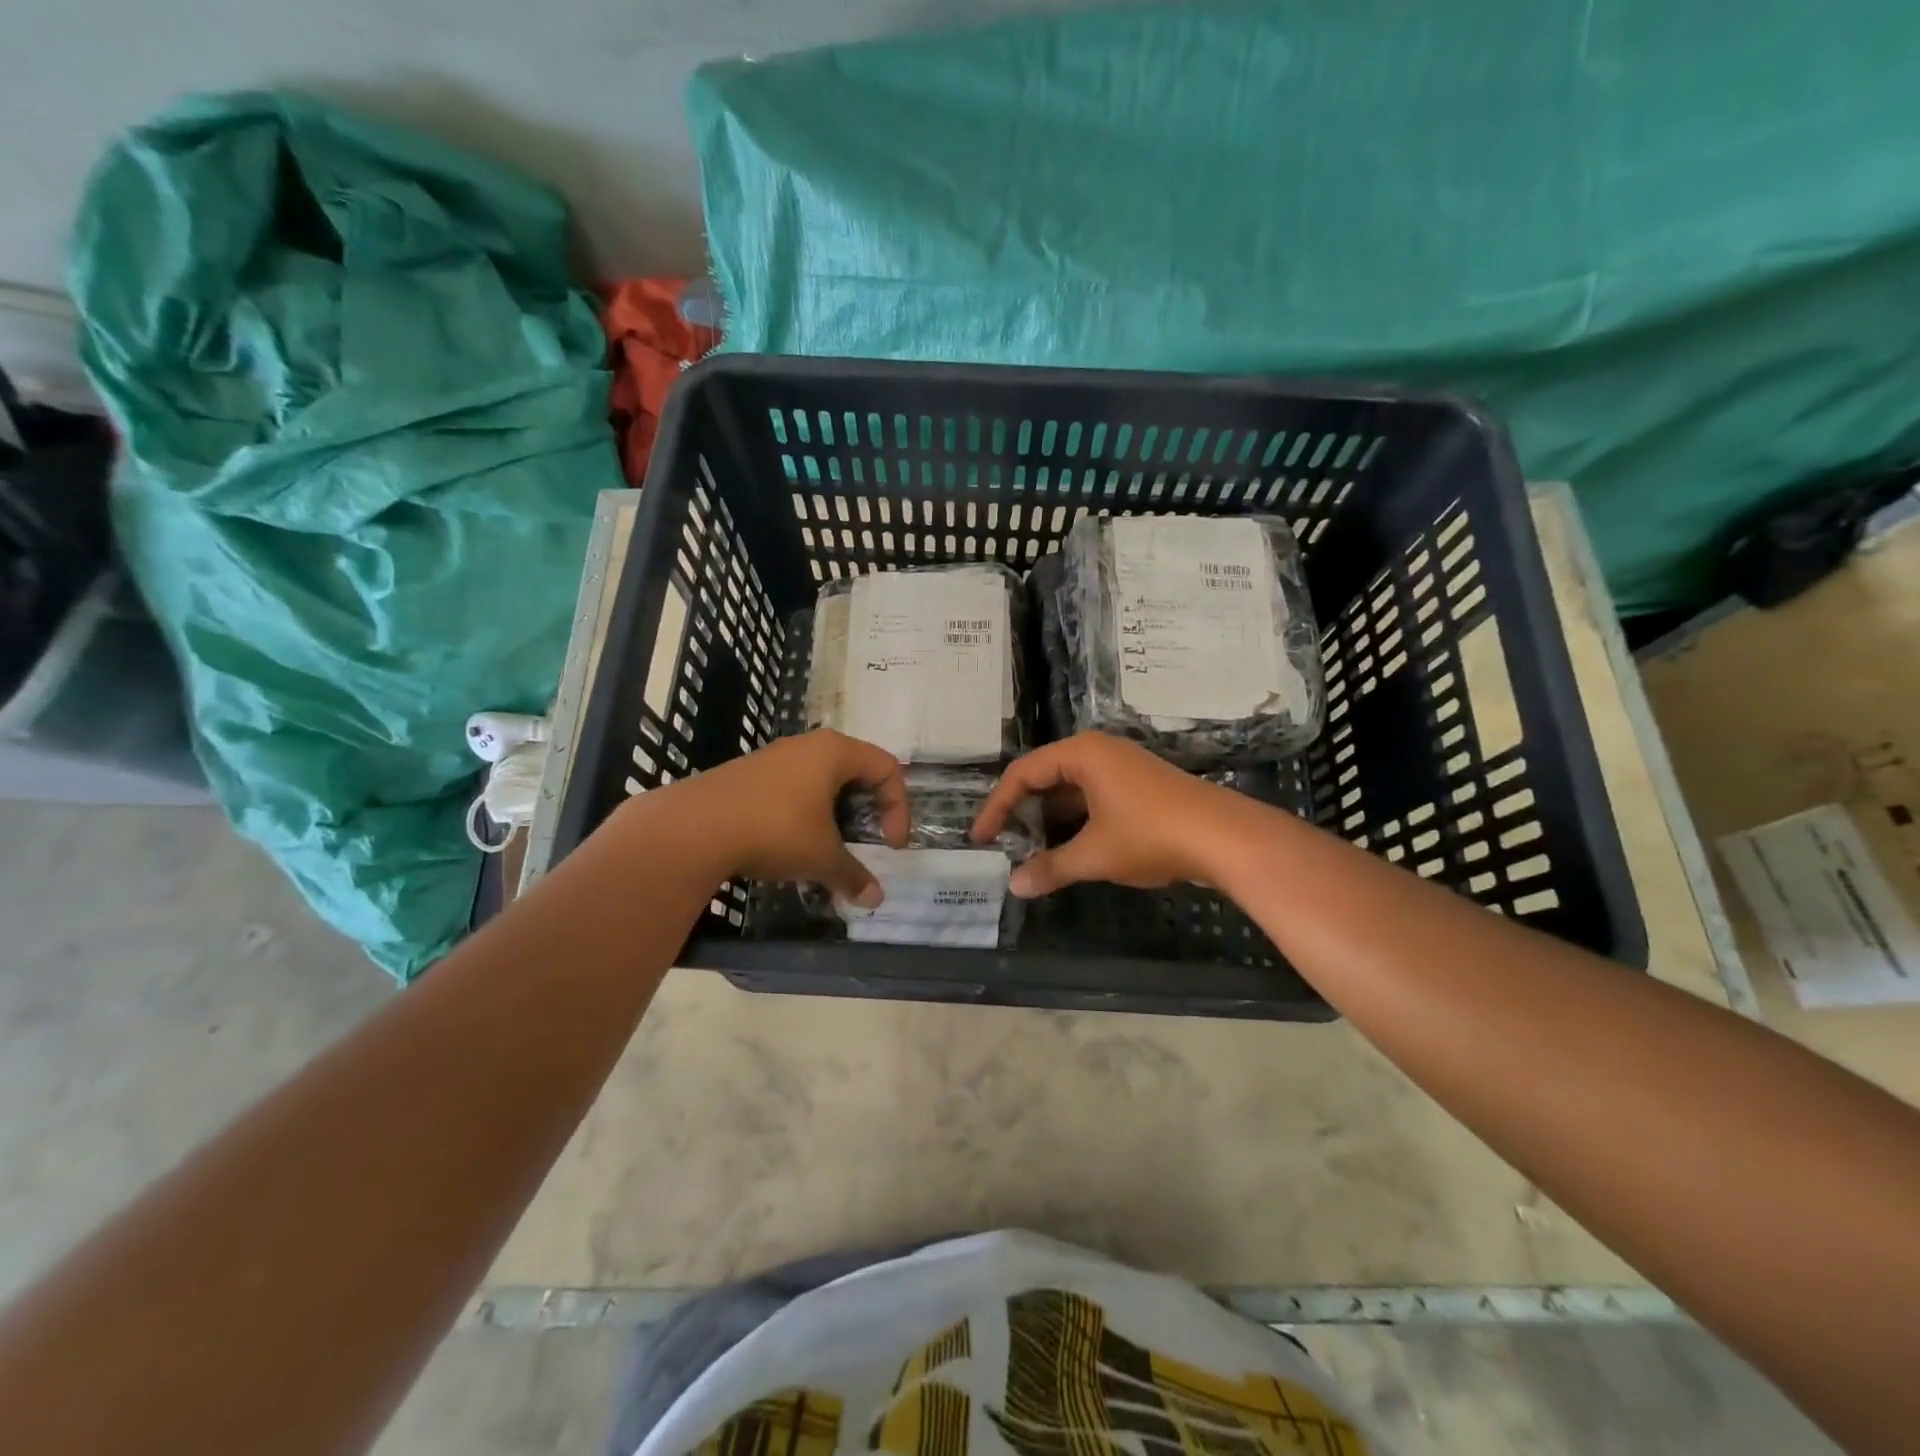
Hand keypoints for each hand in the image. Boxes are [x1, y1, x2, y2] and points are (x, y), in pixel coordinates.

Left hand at [670, 731, 908, 907]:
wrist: (693, 828)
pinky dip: (804, 815)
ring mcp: (773, 758)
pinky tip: (790, 846)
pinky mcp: (747, 775)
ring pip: (820, 781)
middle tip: (865, 841)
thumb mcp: (822, 857)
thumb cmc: (775, 830)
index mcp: (834, 752)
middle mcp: (806, 746)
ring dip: (834, 814)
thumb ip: (853, 875)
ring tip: (828, 848)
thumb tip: (875, 899)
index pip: (886, 768)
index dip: (898, 808)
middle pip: (855, 770)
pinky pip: (791, 789)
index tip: (889, 846)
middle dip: (867, 810)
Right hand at [970, 732, 1239, 896]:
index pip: (1023, 773)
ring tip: (1032, 851)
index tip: (981, 838)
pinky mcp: (1140, 787)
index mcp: (1082, 754)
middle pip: (1046, 777)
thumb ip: (1051, 868)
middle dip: (1023, 812)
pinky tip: (1071, 849)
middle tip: (1005, 844)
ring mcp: (1123, 768)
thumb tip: (1015, 886)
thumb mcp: (1094, 854)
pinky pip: (1094, 798)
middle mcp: (1100, 752)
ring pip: (1071, 790)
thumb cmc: (1151, 835)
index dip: (997, 806)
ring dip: (1050, 819)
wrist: (1225, 837)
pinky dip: (1076, 821)